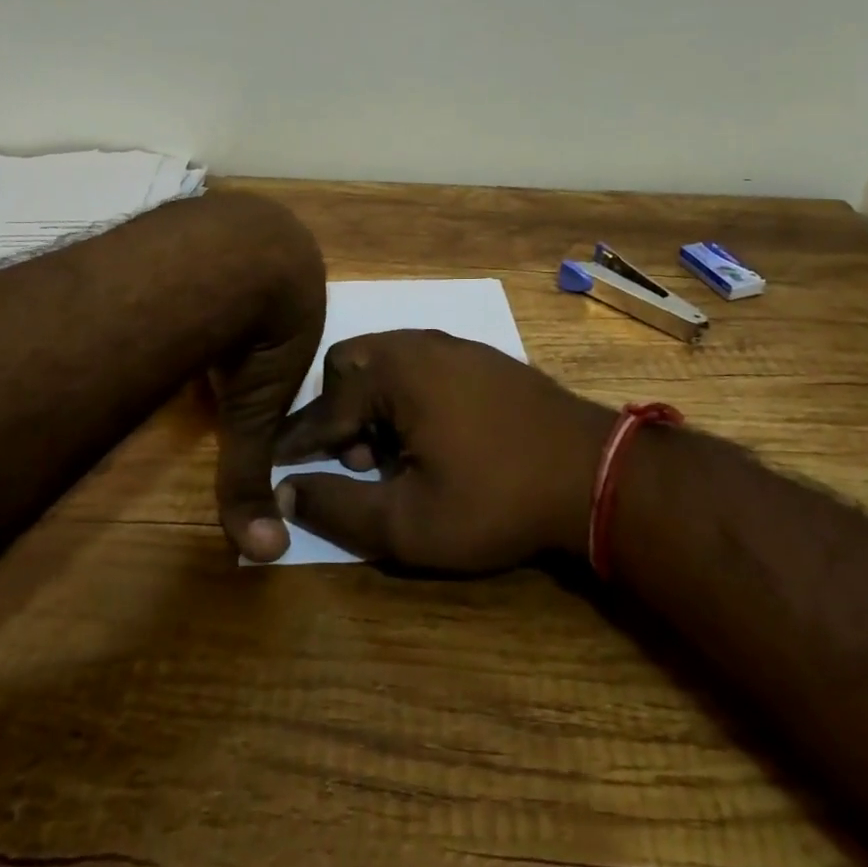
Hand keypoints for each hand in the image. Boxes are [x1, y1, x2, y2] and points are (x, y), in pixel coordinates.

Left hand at [199, 194, 326, 563]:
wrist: (233, 258)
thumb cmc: (258, 335)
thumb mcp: (253, 412)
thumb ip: (251, 475)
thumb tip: (264, 553)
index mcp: (304, 292)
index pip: (289, 326)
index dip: (265, 351)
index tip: (236, 369)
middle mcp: (280, 247)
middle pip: (258, 286)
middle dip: (239, 310)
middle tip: (208, 341)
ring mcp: (240, 218)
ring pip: (226, 255)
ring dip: (209, 281)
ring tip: (180, 313)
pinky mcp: (203, 206)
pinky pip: (195, 236)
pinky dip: (182, 258)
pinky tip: (160, 281)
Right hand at [269, 329, 612, 569]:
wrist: (592, 471)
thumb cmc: (494, 498)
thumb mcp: (408, 523)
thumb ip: (338, 508)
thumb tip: (288, 490)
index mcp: (393, 371)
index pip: (322, 407)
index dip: (296, 443)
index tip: (274, 466)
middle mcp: (418, 343)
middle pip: (349, 368)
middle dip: (340, 415)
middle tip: (363, 463)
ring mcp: (454, 344)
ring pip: (386, 363)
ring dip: (374, 405)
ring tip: (398, 457)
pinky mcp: (481, 356)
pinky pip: (420, 365)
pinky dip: (407, 396)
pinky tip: (434, 438)